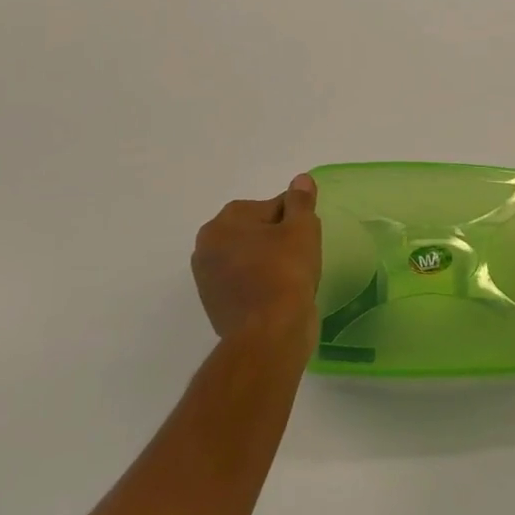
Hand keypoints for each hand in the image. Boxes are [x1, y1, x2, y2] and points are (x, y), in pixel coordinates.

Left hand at [192, 174, 321, 346]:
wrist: (269, 335)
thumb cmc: (286, 272)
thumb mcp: (301, 229)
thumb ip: (301, 201)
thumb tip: (301, 179)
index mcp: (222, 224)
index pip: (268, 207)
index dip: (294, 218)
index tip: (308, 234)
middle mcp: (206, 248)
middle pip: (255, 232)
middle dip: (278, 239)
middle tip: (303, 255)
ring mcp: (208, 281)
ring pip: (250, 259)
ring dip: (269, 262)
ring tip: (295, 277)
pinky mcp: (216, 307)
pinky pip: (246, 284)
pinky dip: (262, 284)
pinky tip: (282, 295)